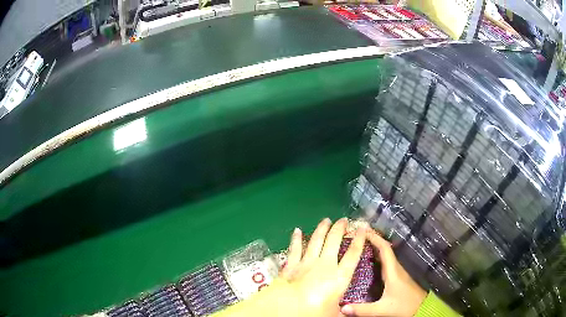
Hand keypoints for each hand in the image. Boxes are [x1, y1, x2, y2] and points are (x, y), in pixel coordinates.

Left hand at [279, 217, 367, 316]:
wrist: (287, 308)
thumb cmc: (315, 312)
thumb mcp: (334, 314)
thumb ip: (344, 311)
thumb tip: (350, 313)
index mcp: (339, 276)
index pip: (353, 254)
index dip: (359, 239)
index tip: (363, 228)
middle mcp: (325, 265)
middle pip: (334, 241)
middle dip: (340, 228)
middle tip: (344, 220)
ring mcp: (307, 263)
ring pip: (316, 241)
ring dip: (322, 229)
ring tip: (326, 220)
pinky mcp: (291, 265)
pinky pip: (295, 249)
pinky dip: (296, 239)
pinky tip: (297, 230)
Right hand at [341, 230, 426, 316]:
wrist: (421, 308)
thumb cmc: (403, 306)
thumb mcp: (382, 309)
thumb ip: (362, 310)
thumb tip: (342, 308)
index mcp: (392, 271)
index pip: (384, 249)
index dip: (374, 238)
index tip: (362, 231)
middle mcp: (396, 268)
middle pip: (384, 249)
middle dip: (372, 240)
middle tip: (357, 236)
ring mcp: (398, 272)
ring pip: (386, 255)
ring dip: (375, 248)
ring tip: (360, 245)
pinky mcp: (398, 277)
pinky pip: (386, 262)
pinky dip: (377, 257)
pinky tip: (369, 261)